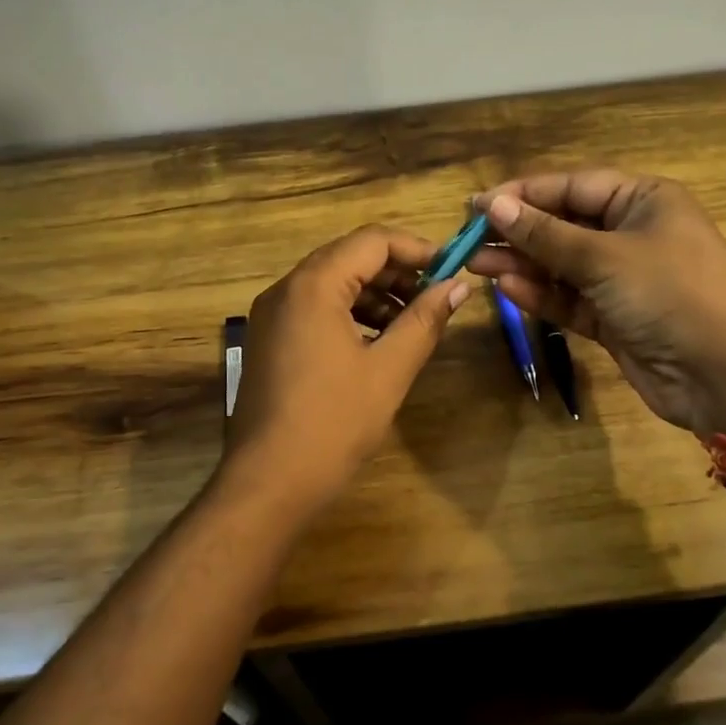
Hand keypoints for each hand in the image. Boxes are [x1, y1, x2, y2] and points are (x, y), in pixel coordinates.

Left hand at [224, 225, 469, 508]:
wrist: (268, 482)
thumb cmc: (333, 423)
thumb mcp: (389, 370)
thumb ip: (424, 321)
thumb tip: (457, 288)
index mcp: (313, 286)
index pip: (371, 241)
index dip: (416, 249)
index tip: (451, 270)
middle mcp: (285, 289)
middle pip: (349, 257)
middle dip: (397, 272)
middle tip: (436, 296)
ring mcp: (271, 315)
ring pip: (331, 283)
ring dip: (374, 294)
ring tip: (412, 322)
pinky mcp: (268, 340)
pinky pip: (314, 308)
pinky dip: (349, 313)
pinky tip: (377, 342)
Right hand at [467, 170, 725, 434]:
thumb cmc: (671, 293)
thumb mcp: (604, 257)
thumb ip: (545, 234)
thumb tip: (493, 206)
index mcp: (643, 200)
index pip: (571, 186)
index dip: (523, 194)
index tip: (477, 205)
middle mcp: (632, 233)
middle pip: (563, 225)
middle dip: (517, 232)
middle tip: (468, 240)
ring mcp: (623, 278)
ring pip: (561, 264)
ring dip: (521, 264)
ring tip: (475, 264)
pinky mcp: (614, 318)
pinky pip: (569, 299)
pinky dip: (541, 294)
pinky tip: (507, 288)